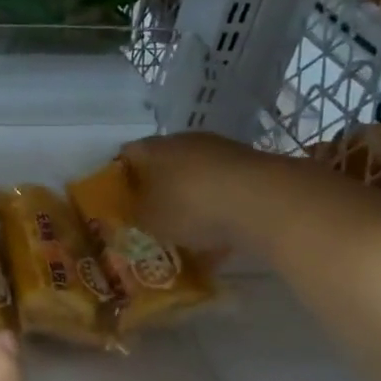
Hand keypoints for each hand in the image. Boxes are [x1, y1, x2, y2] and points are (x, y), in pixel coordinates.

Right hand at [120, 131, 271, 252]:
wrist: (262, 201)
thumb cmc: (189, 206)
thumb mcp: (149, 219)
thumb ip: (135, 215)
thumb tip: (134, 212)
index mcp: (152, 148)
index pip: (126, 156)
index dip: (119, 179)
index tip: (118, 203)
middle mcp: (185, 141)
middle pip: (162, 165)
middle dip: (156, 190)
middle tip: (151, 218)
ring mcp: (221, 152)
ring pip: (195, 178)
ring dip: (189, 200)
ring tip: (186, 233)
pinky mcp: (250, 168)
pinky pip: (223, 192)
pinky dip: (218, 211)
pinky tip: (218, 239)